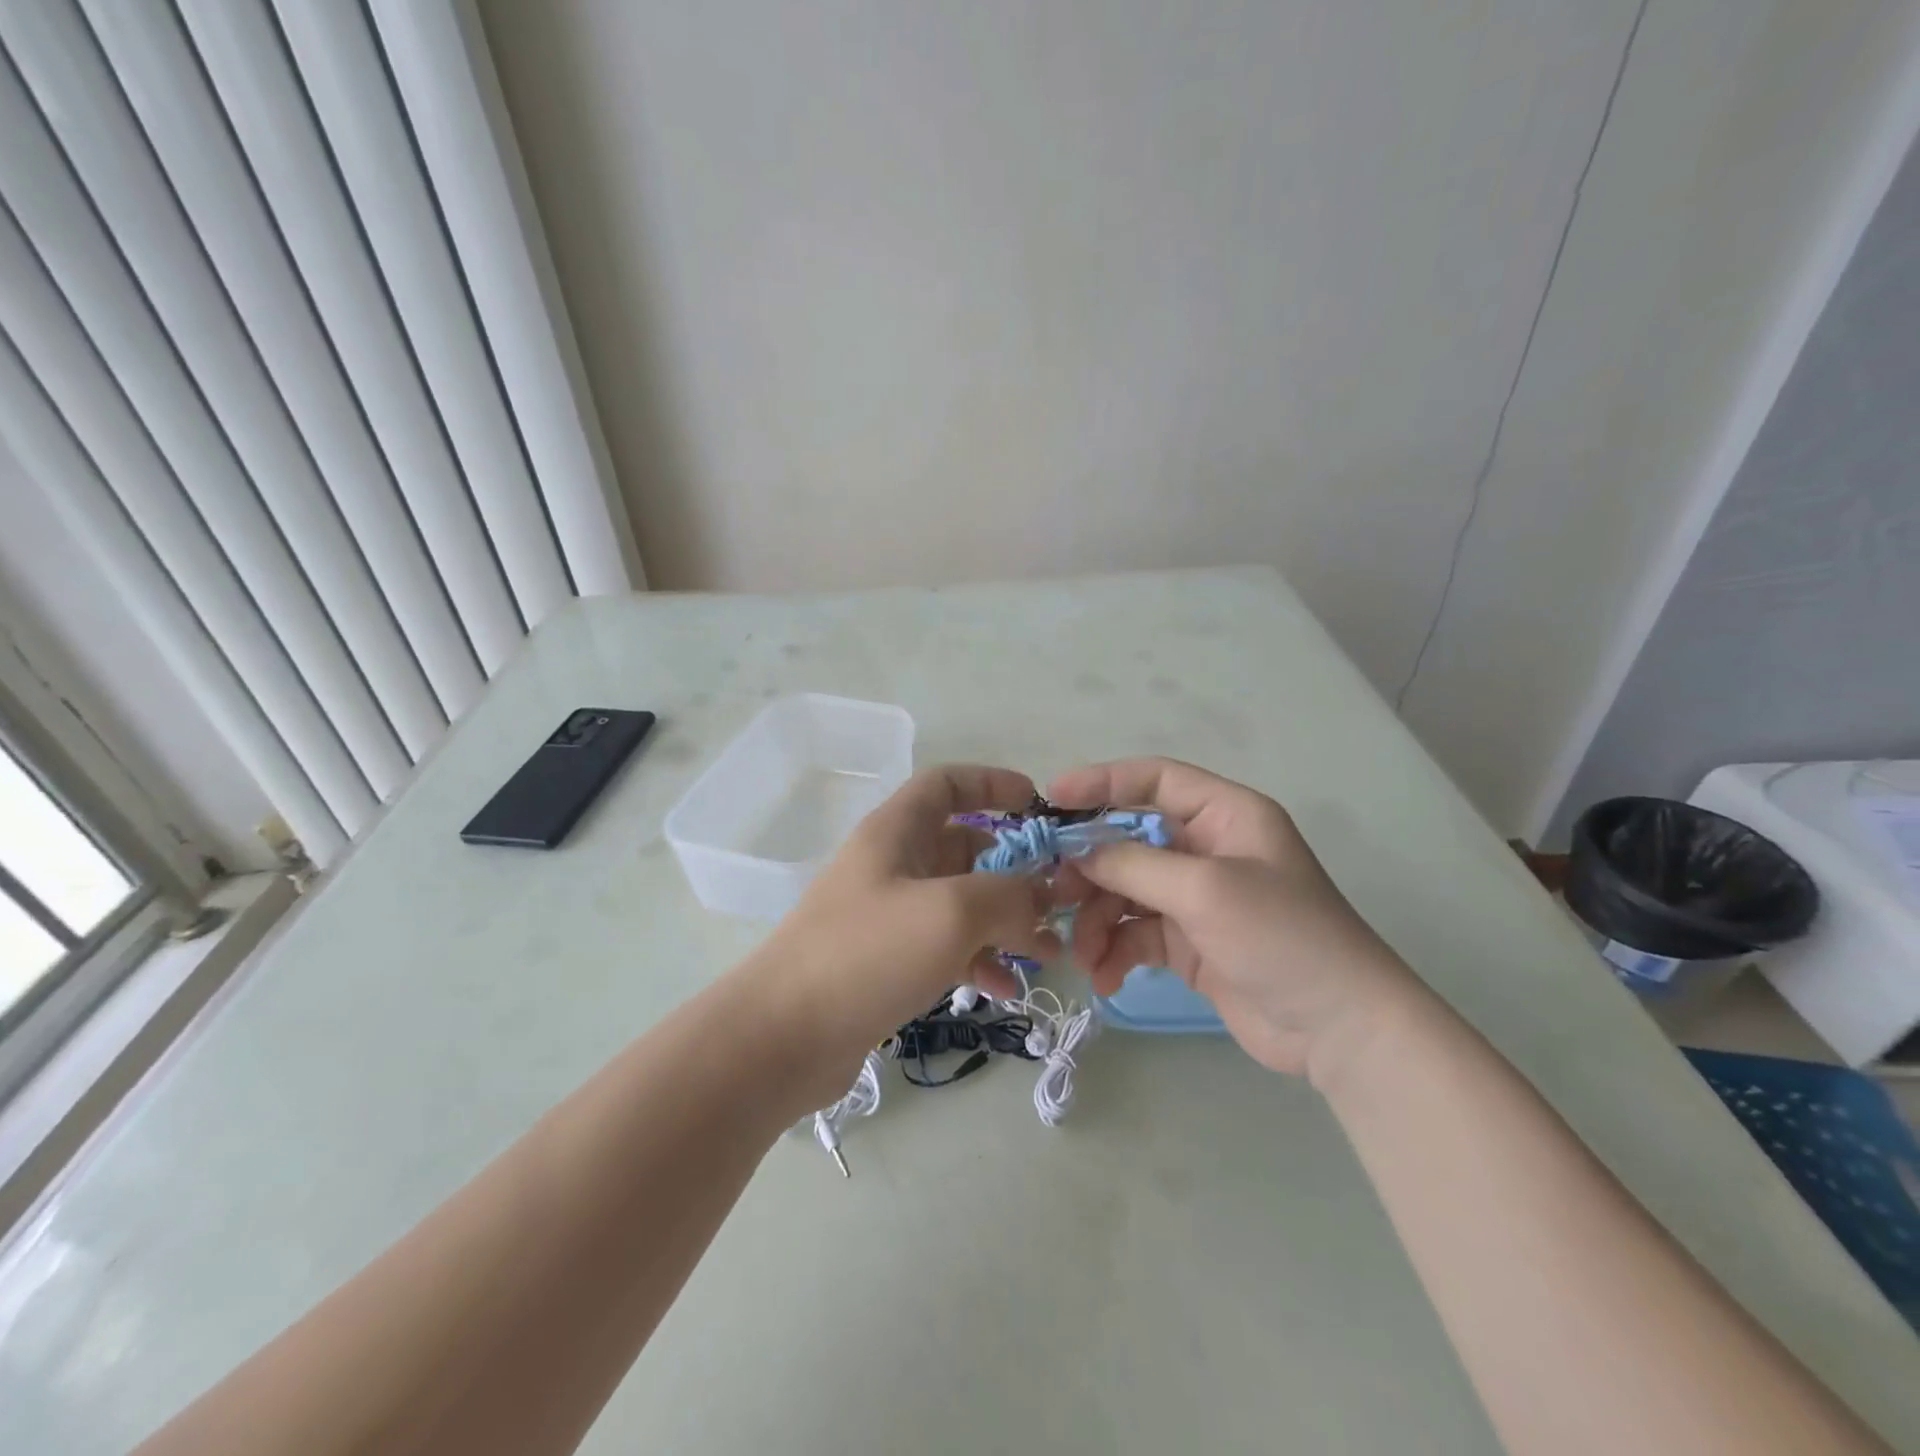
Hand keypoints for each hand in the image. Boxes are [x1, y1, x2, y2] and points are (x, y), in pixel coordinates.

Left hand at [749, 765, 1057, 1079]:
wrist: (782, 1038)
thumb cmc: (867, 954)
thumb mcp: (951, 912)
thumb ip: (1009, 896)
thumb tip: (1042, 897)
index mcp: (896, 832)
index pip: (947, 784)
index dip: (993, 784)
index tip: (1038, 806)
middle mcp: (892, 865)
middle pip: (964, 848)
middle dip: (1015, 870)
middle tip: (1057, 901)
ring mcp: (888, 915)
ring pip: (960, 903)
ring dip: (1005, 922)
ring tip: (1046, 954)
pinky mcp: (887, 962)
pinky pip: (945, 947)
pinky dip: (978, 960)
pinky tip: (1005, 989)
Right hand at [1051, 758, 1422, 1081]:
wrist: (1340, 1029)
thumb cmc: (1281, 936)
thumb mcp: (1204, 889)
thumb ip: (1134, 864)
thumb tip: (1077, 853)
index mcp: (1225, 814)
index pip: (1154, 779)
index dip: (1102, 782)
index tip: (1052, 798)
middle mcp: (1207, 848)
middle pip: (1129, 840)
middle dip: (1091, 868)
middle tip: (1054, 894)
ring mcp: (1196, 897)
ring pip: (1125, 891)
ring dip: (1098, 920)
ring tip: (1084, 954)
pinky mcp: (1189, 941)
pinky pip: (1136, 933)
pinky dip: (1116, 951)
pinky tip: (1105, 978)